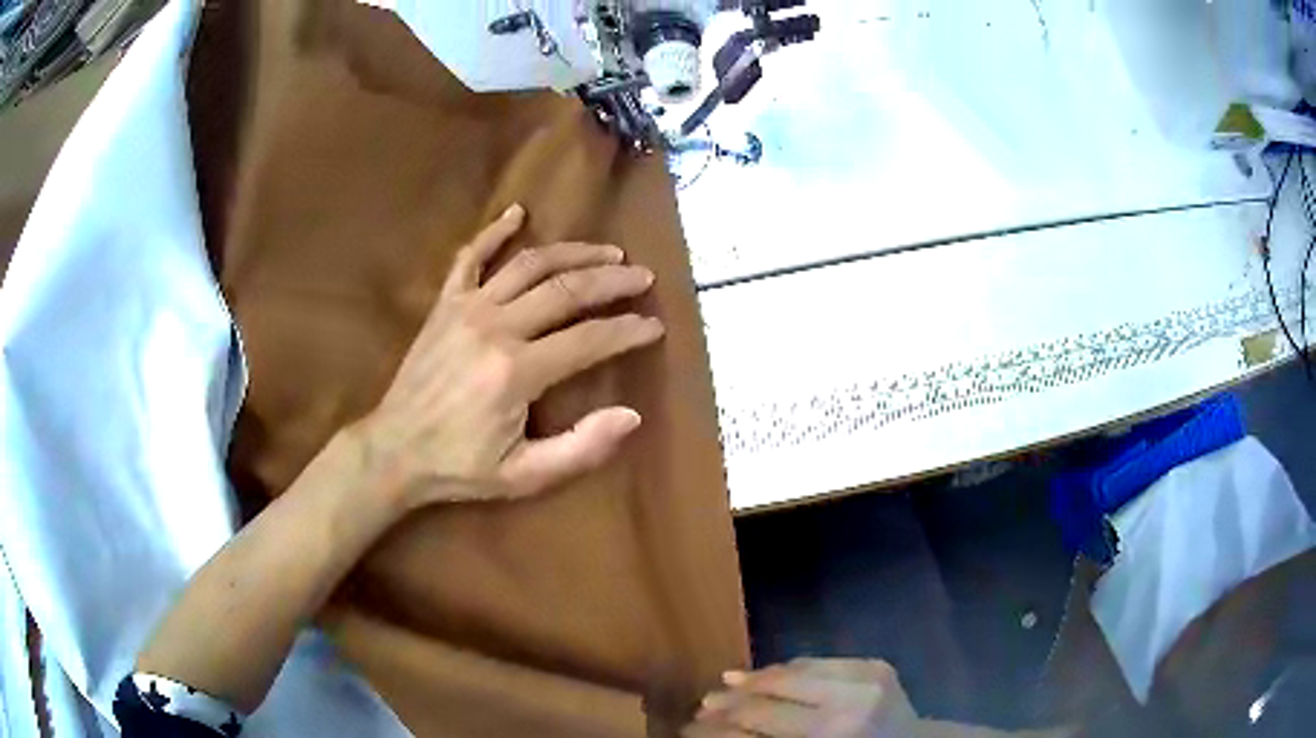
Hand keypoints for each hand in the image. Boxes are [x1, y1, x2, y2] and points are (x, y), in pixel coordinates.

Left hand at [356, 203, 663, 506]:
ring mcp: (467, 309)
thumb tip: (632, 416)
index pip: (589, 339)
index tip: (655, 326)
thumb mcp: (524, 476)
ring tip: (607, 251)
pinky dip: (494, 231)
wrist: (393, 450)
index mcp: (517, 372)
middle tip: (644, 277)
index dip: (627, 331)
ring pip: (530, 264)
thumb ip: (580, 448)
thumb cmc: (459, 467)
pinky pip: (470, 257)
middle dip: (612, 281)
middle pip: (566, 290)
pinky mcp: (445, 304)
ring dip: (573, 252)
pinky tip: (518, 212)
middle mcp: (496, 328)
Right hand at [684, 659, 918, 737]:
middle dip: (730, 701)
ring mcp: (865, 680)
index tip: (691, 726)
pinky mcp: (875, 664)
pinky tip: (766, 673)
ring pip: (792, 671)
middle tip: (702, 704)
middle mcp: (846, 709)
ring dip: (754, 678)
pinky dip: (789, 668)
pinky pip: (818, 662)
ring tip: (726, 683)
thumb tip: (718, 729)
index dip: (719, 727)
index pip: (758, 726)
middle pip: (771, 696)